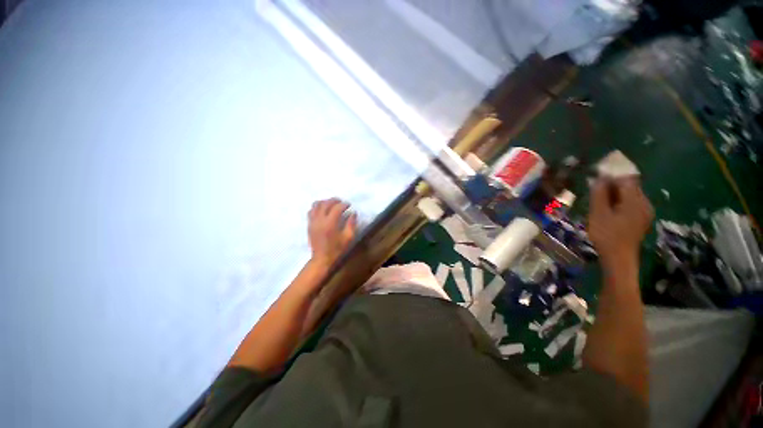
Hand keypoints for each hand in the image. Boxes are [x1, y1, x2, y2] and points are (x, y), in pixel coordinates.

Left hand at [308, 198, 356, 267]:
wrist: (322, 259)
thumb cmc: (336, 250)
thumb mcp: (348, 238)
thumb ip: (351, 224)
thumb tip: (353, 213)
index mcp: (330, 223)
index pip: (337, 208)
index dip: (344, 204)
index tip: (349, 205)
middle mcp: (320, 220)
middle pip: (326, 203)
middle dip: (334, 200)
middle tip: (341, 202)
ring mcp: (313, 222)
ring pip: (316, 205)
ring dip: (324, 202)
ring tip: (331, 204)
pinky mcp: (309, 225)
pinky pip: (311, 211)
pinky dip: (316, 208)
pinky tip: (322, 210)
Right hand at [588, 178, 653, 268]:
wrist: (620, 267)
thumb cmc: (608, 239)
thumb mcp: (598, 212)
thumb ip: (598, 190)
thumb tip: (600, 178)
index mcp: (635, 195)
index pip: (621, 176)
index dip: (607, 179)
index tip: (596, 187)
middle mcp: (644, 200)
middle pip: (627, 186)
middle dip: (613, 189)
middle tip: (599, 199)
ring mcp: (646, 213)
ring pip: (630, 197)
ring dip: (618, 199)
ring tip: (605, 210)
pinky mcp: (644, 223)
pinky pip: (633, 207)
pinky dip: (623, 208)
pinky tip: (614, 218)